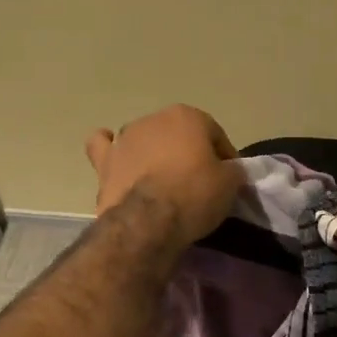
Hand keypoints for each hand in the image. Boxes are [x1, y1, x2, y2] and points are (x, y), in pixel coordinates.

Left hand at [85, 105, 243, 251]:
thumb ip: (232, 170)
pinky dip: (110, 149)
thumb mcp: (230, 183)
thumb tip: (229, 170)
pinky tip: (117, 157)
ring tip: (163, 182)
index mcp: (188, 115)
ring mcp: (125, 137)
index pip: (215, 135)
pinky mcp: (104, 160)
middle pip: (179, 136)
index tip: (228, 180)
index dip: (225, 158)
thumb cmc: (194, 194)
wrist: (148, 221)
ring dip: (154, 153)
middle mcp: (154, 119)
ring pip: (145, 139)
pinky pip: (104, 146)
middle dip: (189, 153)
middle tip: (198, 183)